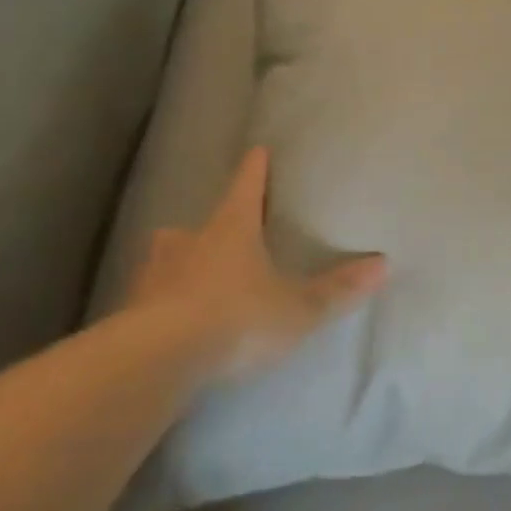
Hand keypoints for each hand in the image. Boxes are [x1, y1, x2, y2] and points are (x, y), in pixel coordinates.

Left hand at [128, 146, 386, 374]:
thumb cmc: (238, 318)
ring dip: (175, 266)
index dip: (254, 171)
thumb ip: (338, 289)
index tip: (257, 151)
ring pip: (163, 262)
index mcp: (231, 231)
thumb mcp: (299, 308)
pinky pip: (146, 301)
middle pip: (194, 227)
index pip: (246, 189)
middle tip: (214, 237)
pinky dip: (157, 305)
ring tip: (188, 281)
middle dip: (205, 230)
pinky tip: (167, 324)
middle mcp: (187, 245)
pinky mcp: (128, 314)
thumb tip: (383, 263)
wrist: (159, 359)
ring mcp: (151, 278)